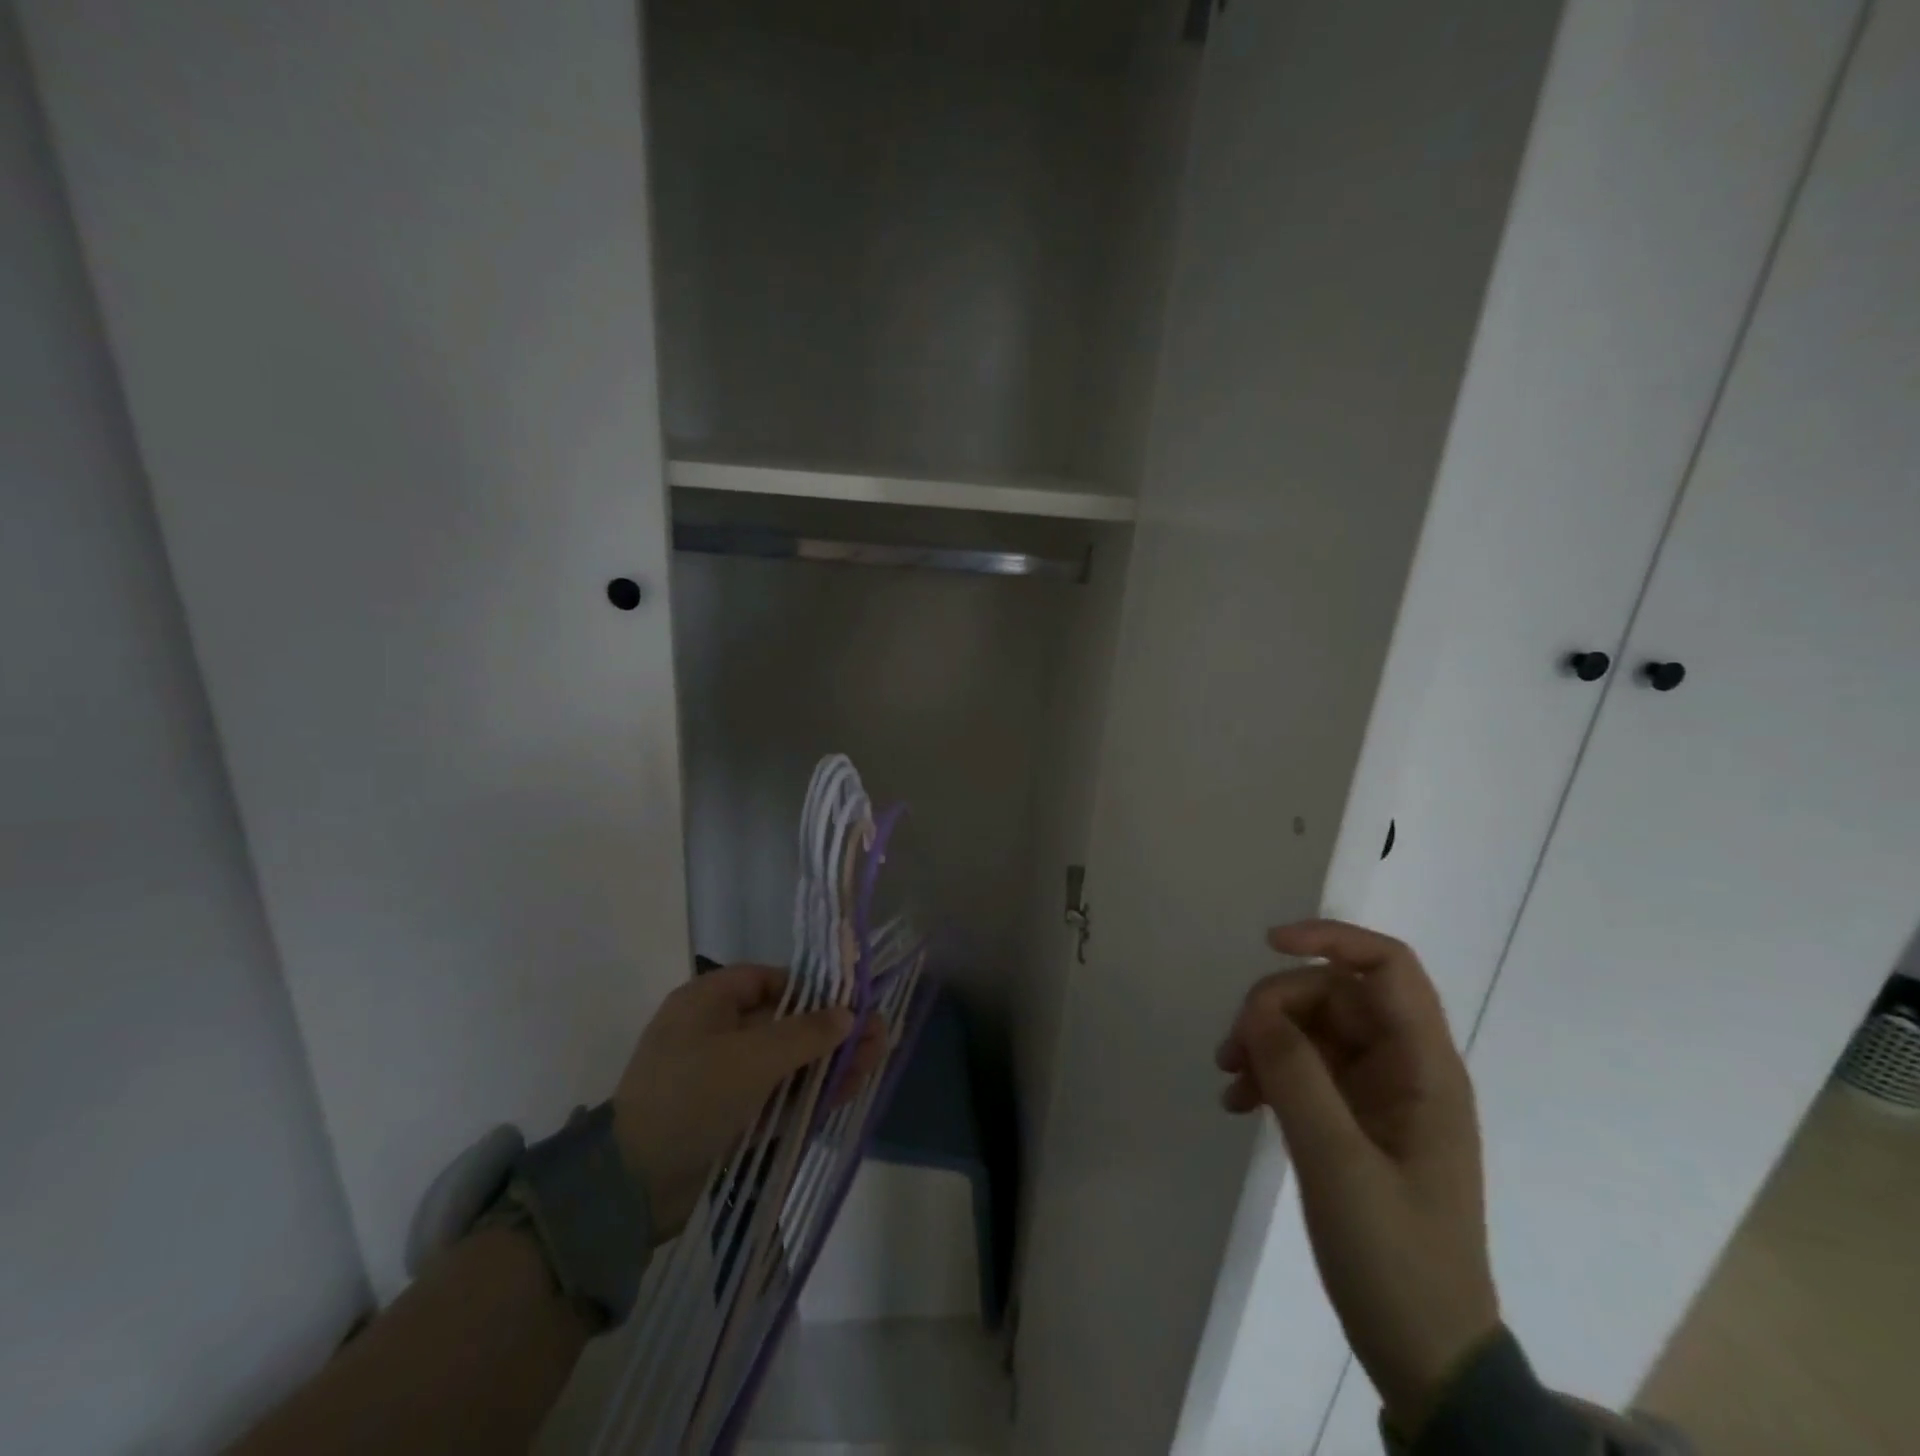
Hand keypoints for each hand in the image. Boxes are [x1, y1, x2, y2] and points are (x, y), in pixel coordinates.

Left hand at [612, 965, 884, 1238]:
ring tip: (876, 1060)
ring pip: (786, 1062)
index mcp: (707, 1002)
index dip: (812, 987)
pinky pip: (777, 1095)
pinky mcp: (729, 1117)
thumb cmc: (692, 1097)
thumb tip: (849, 1014)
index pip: (767, 980)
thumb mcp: (753, 1058)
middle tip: (878, 1035)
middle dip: (832, 1029)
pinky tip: (850, 1089)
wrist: (631, 1188)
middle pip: (785, 1022)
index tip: (851, 999)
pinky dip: (811, 1092)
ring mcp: (722, 1078)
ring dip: (829, 1061)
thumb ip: (806, 1033)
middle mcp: (715, 1033)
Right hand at [1216, 920, 1499, 1433]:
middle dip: (1276, 1006)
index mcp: (1424, 1068)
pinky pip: (1305, 1068)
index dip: (1330, 939)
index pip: (1387, 968)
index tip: (1269, 946)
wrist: (1426, 1355)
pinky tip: (1238, 1104)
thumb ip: (1297, 1076)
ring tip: (1228, 1079)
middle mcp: (1405, 1068)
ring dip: (1265, 1039)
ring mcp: (1379, 1094)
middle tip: (1232, 1048)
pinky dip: (1269, 1073)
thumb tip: (1258, 1011)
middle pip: (1334, 995)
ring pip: (1313, 1029)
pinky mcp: (1355, 1119)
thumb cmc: (1396, 1259)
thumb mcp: (1339, 1164)